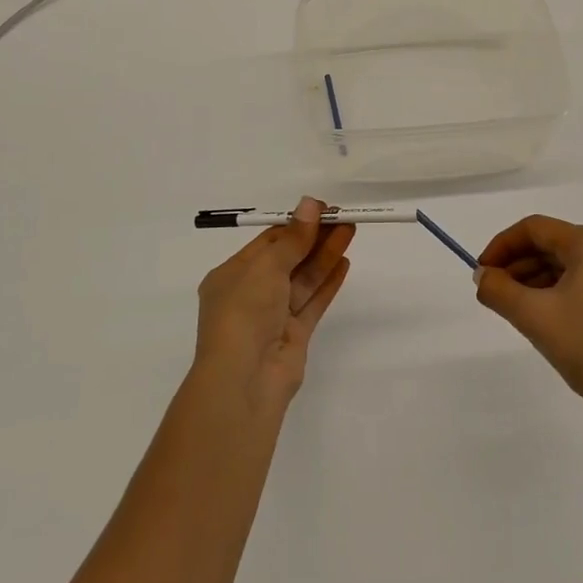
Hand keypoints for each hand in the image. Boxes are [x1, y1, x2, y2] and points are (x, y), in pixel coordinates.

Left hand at [193, 197, 354, 415]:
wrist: (245, 379)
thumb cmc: (244, 312)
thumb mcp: (266, 267)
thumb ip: (293, 238)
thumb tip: (310, 203)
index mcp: (231, 275)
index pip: (266, 242)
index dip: (295, 224)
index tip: (322, 209)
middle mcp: (250, 294)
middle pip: (288, 258)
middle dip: (314, 238)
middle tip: (343, 218)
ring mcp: (273, 316)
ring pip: (303, 279)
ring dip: (325, 255)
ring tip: (350, 232)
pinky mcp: (294, 335)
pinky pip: (313, 302)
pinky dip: (328, 282)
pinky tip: (345, 263)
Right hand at [475, 216, 582, 420]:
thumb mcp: (533, 316)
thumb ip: (498, 289)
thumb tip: (482, 276)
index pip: (534, 229)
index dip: (501, 245)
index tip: (480, 273)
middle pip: (551, 243)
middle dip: (516, 264)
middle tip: (492, 291)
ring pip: (566, 263)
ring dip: (534, 278)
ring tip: (511, 306)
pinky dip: (556, 290)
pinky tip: (540, 314)